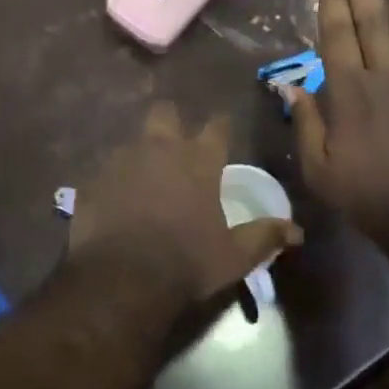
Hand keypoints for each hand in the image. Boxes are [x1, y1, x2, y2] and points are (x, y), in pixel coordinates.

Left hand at [69, 103, 301, 301]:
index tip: (222, 127)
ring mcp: (122, 160)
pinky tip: (116, 201)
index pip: (216, 126)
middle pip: (164, 112)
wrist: (123, 276)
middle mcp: (160, 148)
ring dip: (141, 153)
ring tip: (144, 178)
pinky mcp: (93, 178)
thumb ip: (263, 237)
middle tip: (176, 142)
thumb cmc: (187, 262)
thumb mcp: (234, 256)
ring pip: (132, 140)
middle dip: (171, 121)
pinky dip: (114, 181)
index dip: (220, 125)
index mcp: (198, 160)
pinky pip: (106, 170)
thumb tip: (295, 232)